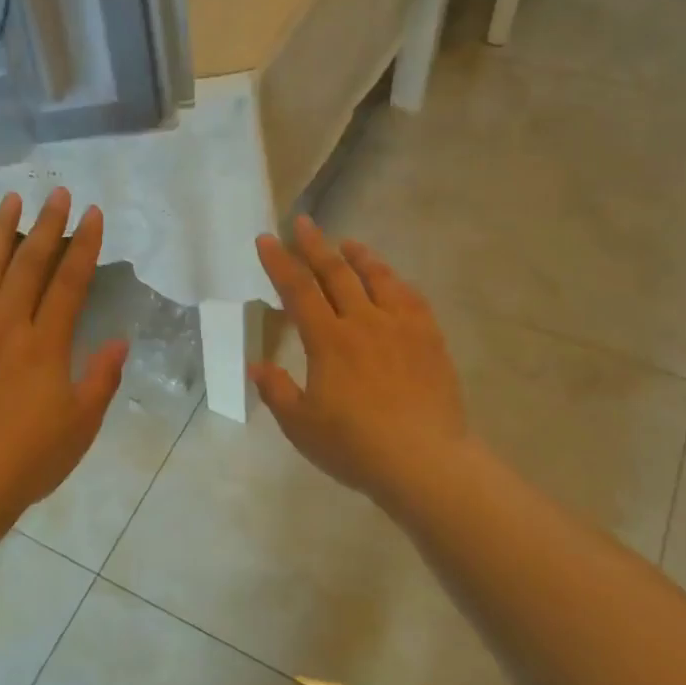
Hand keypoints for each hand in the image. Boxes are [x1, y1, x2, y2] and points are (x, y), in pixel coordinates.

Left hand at [0, 189, 127, 519]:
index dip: (84, 245)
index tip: (93, 213)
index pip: (70, 283)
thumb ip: (102, 378)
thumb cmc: (30, 458)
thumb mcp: (81, 424)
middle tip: (59, 193)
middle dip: (47, 226)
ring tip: (10, 201)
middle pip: (29, 265)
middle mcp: (7, 326)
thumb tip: (120, 340)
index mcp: (46, 344)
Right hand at [251, 217, 467, 512]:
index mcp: (328, 341)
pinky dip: (396, 281)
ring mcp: (401, 327)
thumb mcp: (301, 426)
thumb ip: (277, 392)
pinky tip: (392, 281)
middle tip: (303, 222)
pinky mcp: (429, 339)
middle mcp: (363, 322)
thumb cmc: (355, 447)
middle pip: (336, 273)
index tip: (266, 239)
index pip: (298, 290)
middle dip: (315, 246)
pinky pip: (411, 298)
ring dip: (358, 256)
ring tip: (347, 243)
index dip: (279, 263)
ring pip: (377, 278)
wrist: (424, 461)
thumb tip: (256, 366)